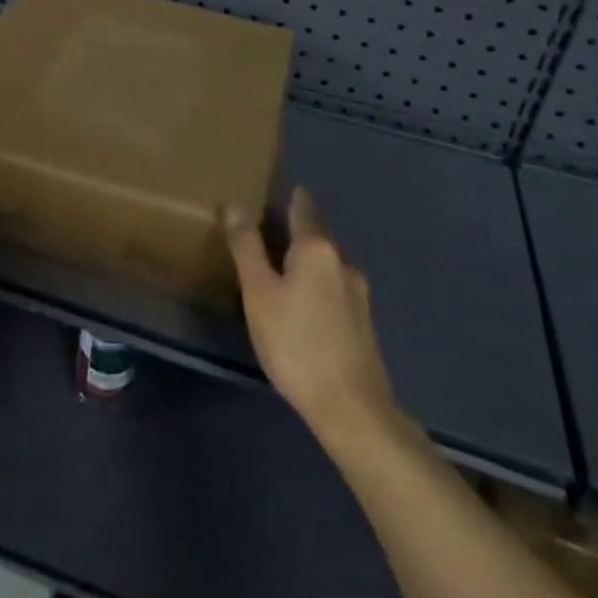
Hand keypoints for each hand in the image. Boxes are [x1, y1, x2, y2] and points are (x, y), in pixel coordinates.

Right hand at [226, 188, 396, 448]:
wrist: (352, 408)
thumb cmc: (296, 343)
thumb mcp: (259, 293)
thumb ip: (247, 246)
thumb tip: (235, 203)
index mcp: (316, 248)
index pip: (303, 207)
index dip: (290, 196)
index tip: (277, 188)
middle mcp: (342, 261)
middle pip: (318, 232)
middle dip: (299, 225)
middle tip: (272, 223)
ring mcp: (358, 292)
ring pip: (328, 261)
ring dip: (308, 255)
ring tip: (284, 262)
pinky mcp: (363, 321)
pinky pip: (335, 285)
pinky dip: (318, 280)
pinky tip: (306, 299)